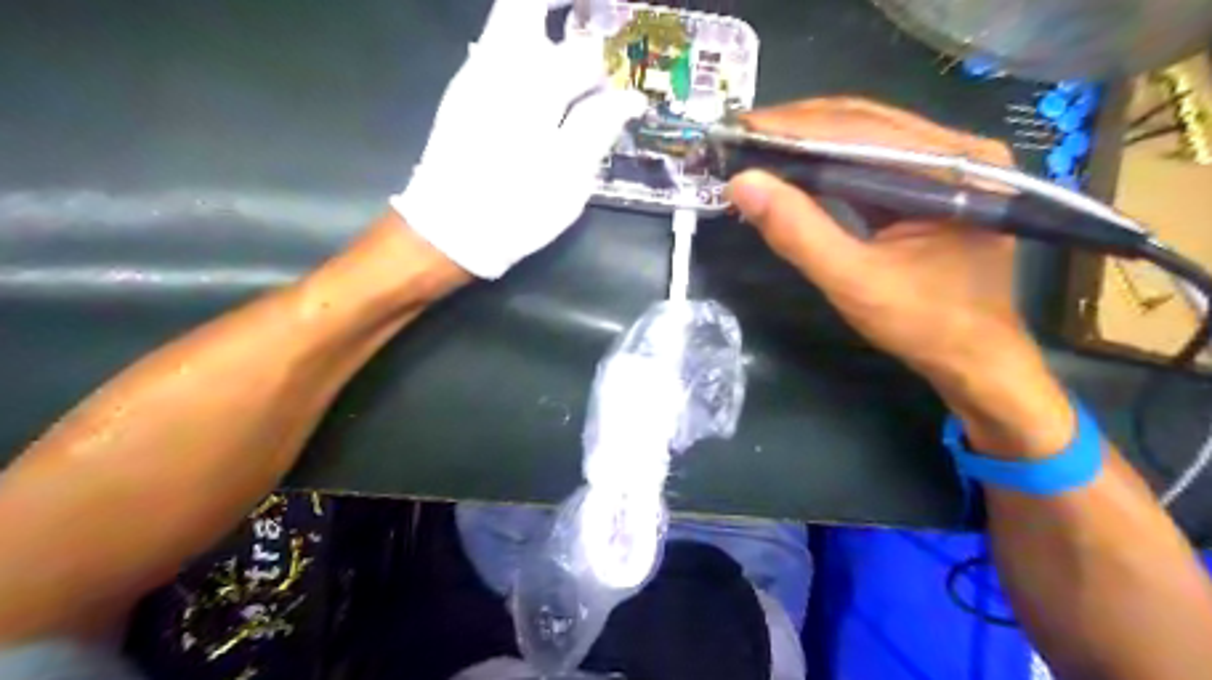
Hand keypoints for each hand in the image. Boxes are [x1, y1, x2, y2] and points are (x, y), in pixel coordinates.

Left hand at [392, 0, 647, 278]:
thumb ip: (598, 129)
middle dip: (559, 6)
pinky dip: (526, 42)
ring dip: (544, 21)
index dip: (611, 62)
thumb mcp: (568, 179)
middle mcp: (499, 68)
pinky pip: (496, 46)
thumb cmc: (515, 209)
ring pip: (509, 22)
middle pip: (524, 7)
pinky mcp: (463, 91)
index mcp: (533, 90)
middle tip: (590, 17)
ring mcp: (475, 76)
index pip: (583, 53)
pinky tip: (545, 73)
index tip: (626, 75)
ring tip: (575, 41)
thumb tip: (630, 98)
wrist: (448, 231)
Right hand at [718, 98, 1068, 454]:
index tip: (740, 127)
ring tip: (759, 148)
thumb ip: (798, 231)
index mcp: (952, 165)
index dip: (794, 127)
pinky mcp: (932, 185)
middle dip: (798, 128)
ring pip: (865, 139)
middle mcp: (956, 150)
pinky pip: (872, 163)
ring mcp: (947, 166)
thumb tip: (742, 184)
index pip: (860, 129)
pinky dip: (828, 166)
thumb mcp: (852, 281)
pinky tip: (795, 171)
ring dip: (809, 143)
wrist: (974, 359)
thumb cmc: (923, 324)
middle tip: (742, 135)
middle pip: (864, 123)